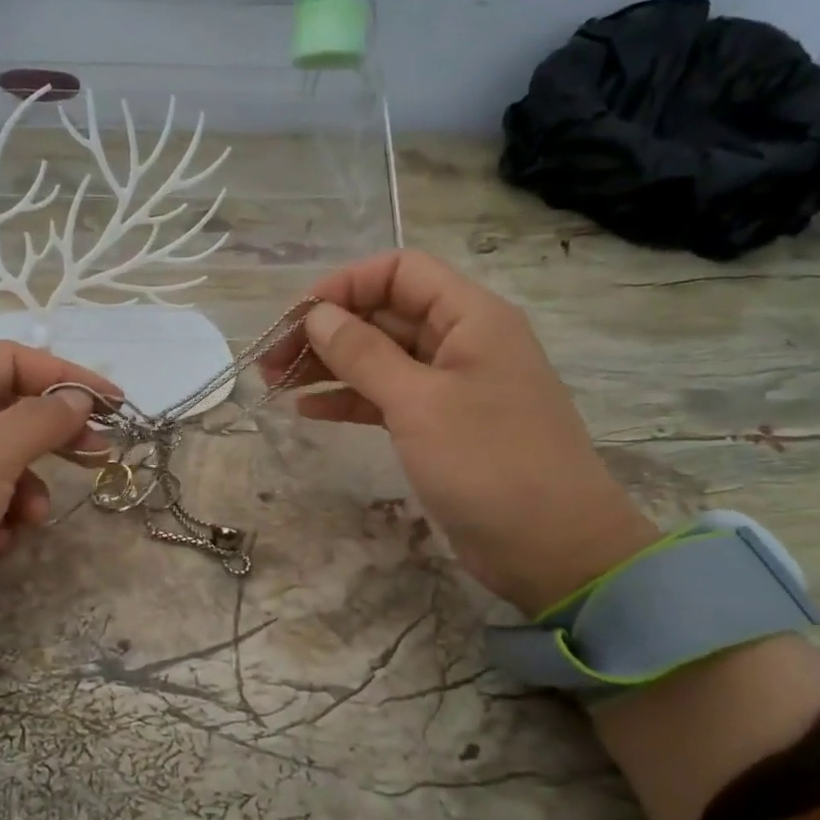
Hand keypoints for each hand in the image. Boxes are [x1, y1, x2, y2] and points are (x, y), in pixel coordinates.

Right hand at [264, 250, 657, 614]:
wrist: (550, 547)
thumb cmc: (489, 463)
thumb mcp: (419, 403)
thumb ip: (363, 354)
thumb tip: (316, 315)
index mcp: (470, 317)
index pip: (399, 272)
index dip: (344, 286)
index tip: (295, 319)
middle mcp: (460, 341)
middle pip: (383, 314)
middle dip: (325, 331)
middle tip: (270, 360)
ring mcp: (449, 386)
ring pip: (378, 358)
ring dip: (328, 366)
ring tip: (275, 385)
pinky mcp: (438, 426)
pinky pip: (384, 398)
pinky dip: (347, 399)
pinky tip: (307, 410)